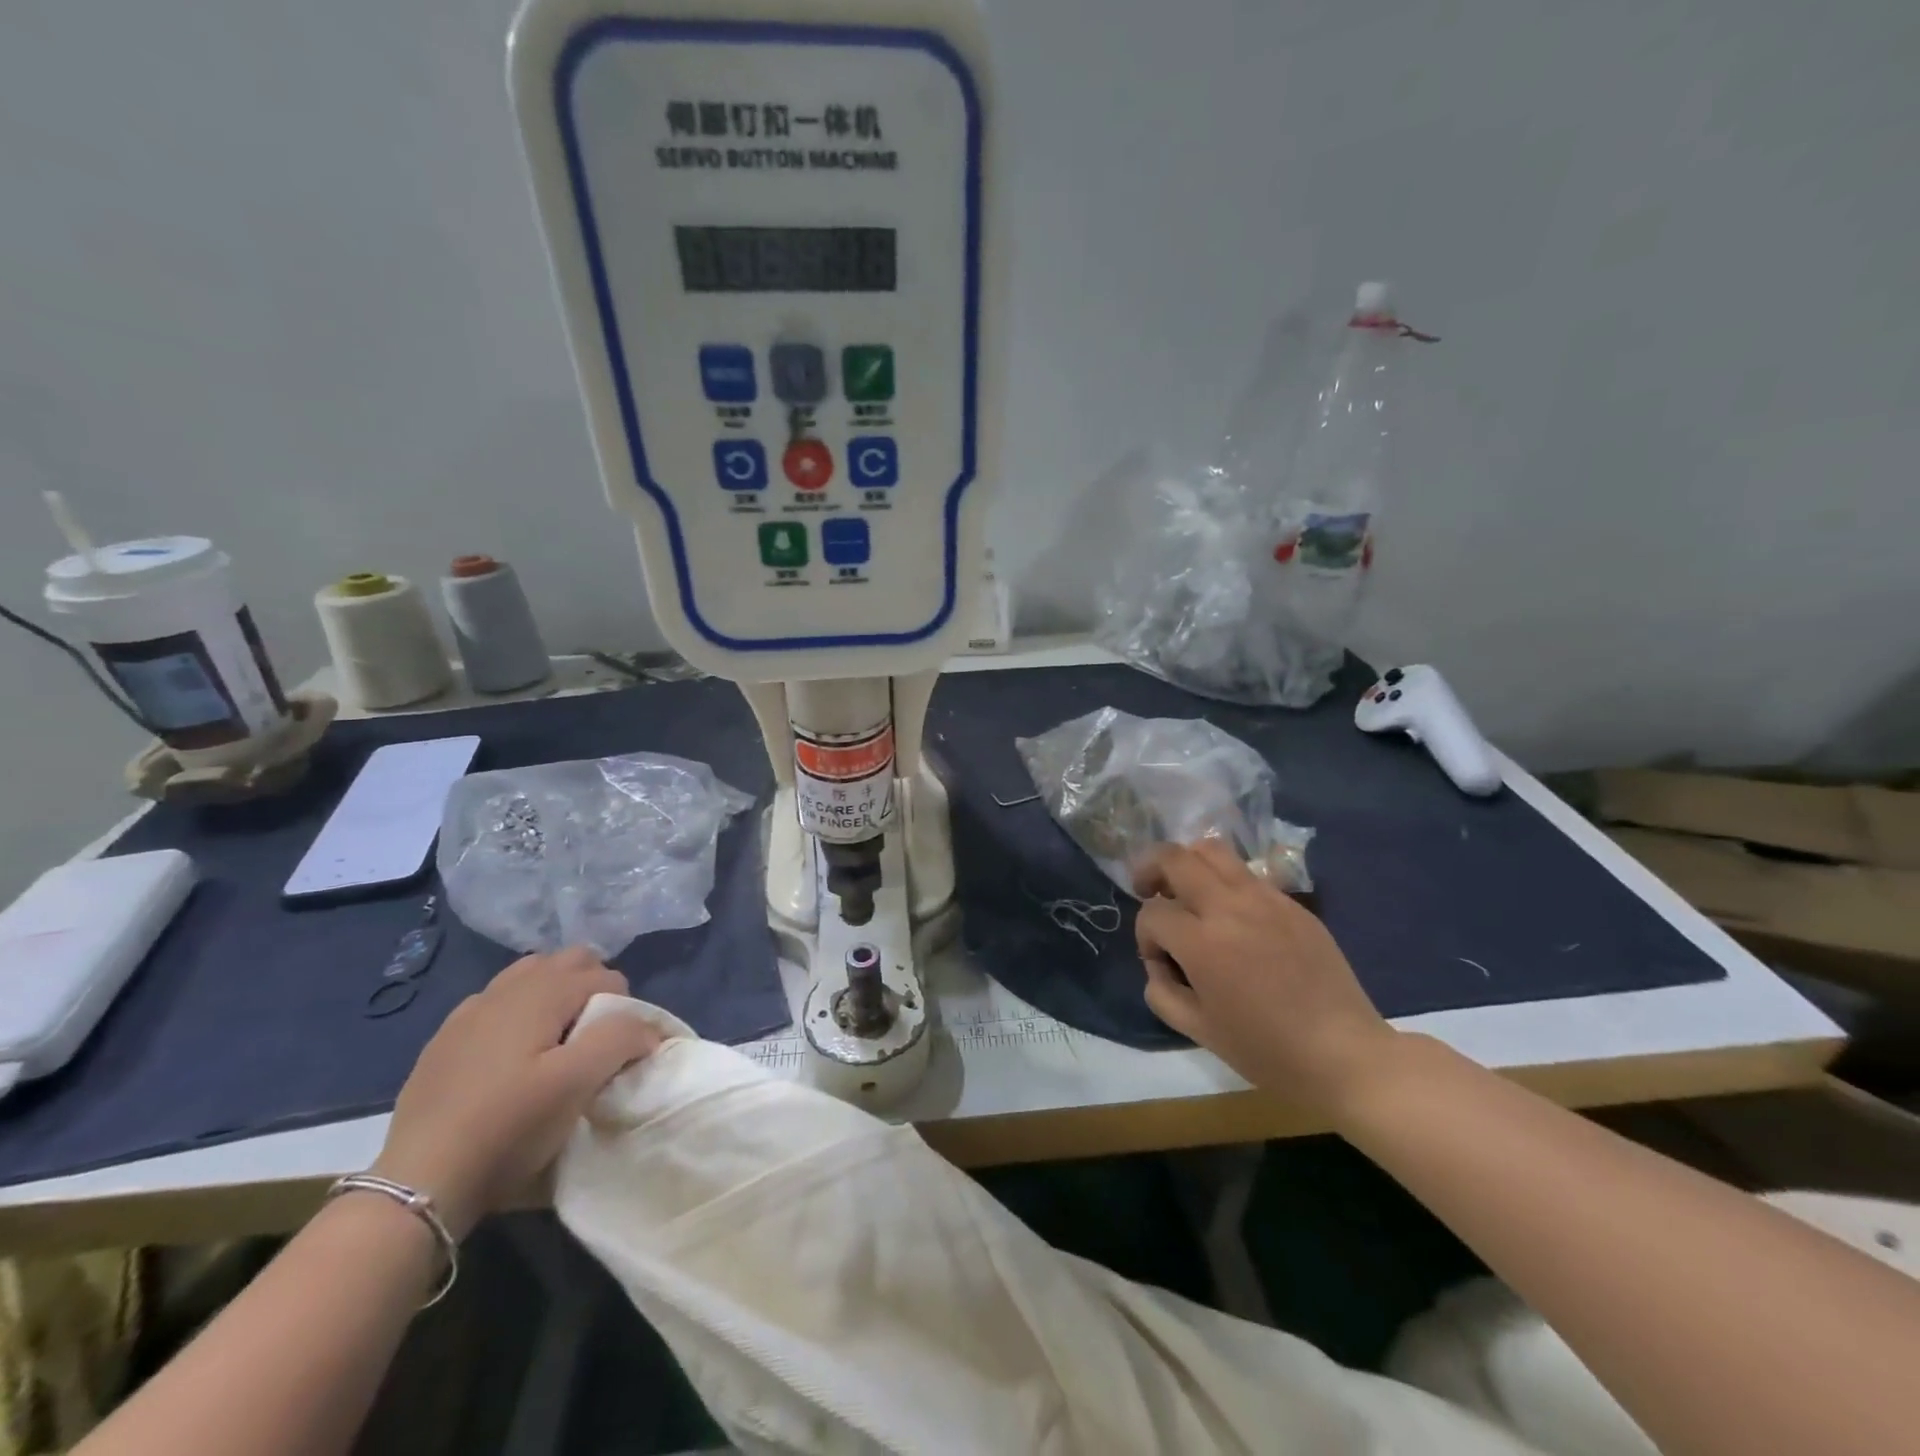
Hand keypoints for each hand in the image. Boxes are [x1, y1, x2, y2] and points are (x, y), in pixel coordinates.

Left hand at [373, 948, 664, 1237]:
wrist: (419, 1183)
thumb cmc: (509, 1128)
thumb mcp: (577, 1085)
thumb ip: (620, 1039)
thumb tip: (646, 1027)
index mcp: (540, 993)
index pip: (605, 975)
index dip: (623, 1008)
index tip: (617, 1052)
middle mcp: (505, 989)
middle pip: (567, 961)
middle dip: (591, 987)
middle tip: (593, 1038)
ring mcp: (469, 1012)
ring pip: (529, 975)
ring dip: (555, 994)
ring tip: (559, 1040)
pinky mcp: (446, 1040)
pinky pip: (496, 1002)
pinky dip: (518, 1012)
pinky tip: (513, 1055)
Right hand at [1133, 841, 1395, 1110]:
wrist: (1344, 1054)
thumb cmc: (1267, 1050)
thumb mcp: (1198, 1030)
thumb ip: (1161, 991)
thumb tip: (1159, 963)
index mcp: (1202, 942)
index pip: (1152, 913)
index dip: (1145, 937)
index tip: (1161, 963)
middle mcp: (1230, 907)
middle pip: (1174, 857)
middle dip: (1151, 870)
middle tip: (1148, 891)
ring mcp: (1265, 898)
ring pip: (1212, 849)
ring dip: (1188, 863)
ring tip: (1186, 889)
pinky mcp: (1292, 904)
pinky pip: (1247, 874)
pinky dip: (1225, 882)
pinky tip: (1232, 916)